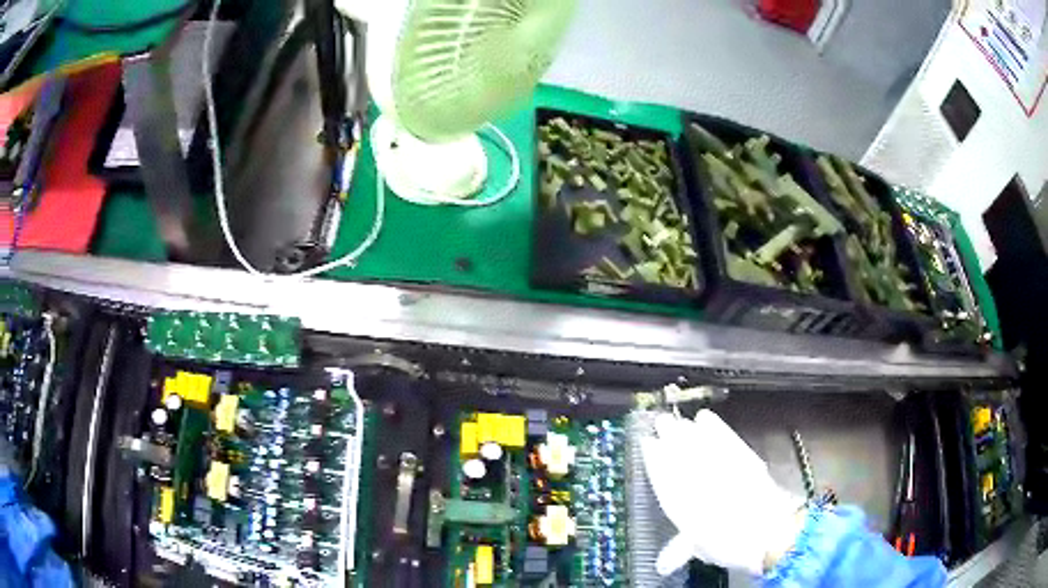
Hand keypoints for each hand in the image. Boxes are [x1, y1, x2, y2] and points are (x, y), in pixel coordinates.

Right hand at [641, 410, 804, 575]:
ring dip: (686, 429)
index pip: (662, 473)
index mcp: (681, 502)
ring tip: (678, 421)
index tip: (647, 443)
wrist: (768, 532)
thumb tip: (662, 565)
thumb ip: (679, 549)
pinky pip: (724, 436)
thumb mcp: (700, 549)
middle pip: (679, 451)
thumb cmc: (729, 544)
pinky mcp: (743, 456)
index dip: (653, 457)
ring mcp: (721, 465)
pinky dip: (713, 426)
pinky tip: (705, 418)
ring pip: (699, 441)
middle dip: (668, 434)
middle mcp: (697, 479)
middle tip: (660, 422)